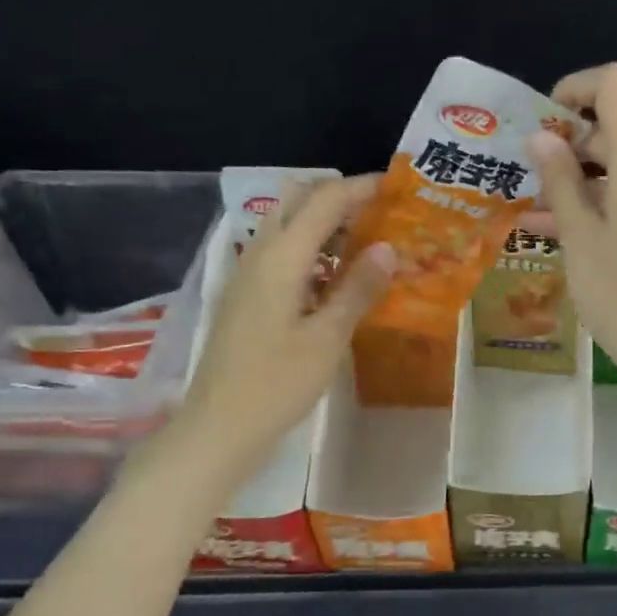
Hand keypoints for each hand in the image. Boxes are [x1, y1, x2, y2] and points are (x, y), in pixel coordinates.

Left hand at [184, 176, 395, 454]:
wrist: (219, 427)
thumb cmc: (277, 384)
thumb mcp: (328, 338)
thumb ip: (358, 288)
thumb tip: (388, 247)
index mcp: (281, 258)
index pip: (325, 201)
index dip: (361, 188)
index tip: (397, 189)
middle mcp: (259, 254)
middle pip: (299, 201)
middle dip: (340, 197)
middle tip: (381, 213)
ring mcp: (248, 274)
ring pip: (288, 225)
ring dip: (325, 222)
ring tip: (368, 241)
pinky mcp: (246, 295)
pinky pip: (282, 252)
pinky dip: (312, 249)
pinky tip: (337, 277)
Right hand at [525, 63, 616, 388]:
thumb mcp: (580, 239)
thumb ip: (560, 182)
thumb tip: (543, 139)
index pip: (615, 87)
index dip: (577, 88)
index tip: (547, 118)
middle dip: (571, 149)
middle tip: (530, 182)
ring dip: (583, 185)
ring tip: (538, 216)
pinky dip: (606, 206)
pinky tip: (571, 234)